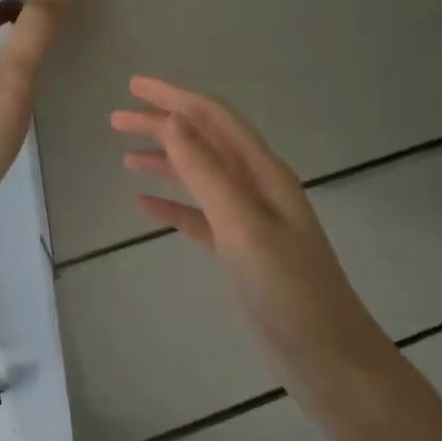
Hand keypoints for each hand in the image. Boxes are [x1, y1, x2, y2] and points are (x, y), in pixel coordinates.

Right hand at [111, 76, 392, 389]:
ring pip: (200, 178)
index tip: (133, 85)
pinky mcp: (239, 252)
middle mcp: (258, 188)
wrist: (325, 355)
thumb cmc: (287, 289)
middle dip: (163, 125)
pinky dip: (172, 205)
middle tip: (117, 119)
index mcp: (264, 174)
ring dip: (165, 162)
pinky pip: (200, 217)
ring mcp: (249, 221)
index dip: (175, 98)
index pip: (215, 119)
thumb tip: (172, 121)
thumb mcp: (243, 225)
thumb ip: (208, 173)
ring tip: (125, 156)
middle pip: (205, 143)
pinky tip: (144, 205)